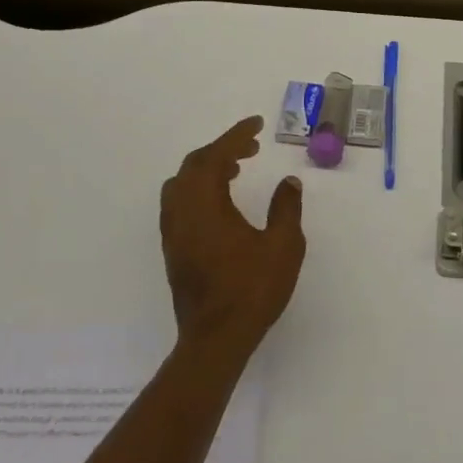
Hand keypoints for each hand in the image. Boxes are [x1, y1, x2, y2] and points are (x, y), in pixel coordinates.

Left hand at [160, 117, 305, 359]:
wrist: (216, 338)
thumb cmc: (252, 290)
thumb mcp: (283, 246)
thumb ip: (286, 208)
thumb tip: (288, 182)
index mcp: (205, 206)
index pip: (216, 156)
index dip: (236, 135)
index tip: (257, 124)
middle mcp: (182, 213)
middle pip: (194, 166)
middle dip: (222, 150)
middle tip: (252, 147)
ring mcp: (174, 233)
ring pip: (182, 185)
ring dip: (207, 169)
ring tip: (236, 170)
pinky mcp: (174, 250)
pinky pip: (180, 204)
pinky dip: (199, 190)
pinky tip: (221, 203)